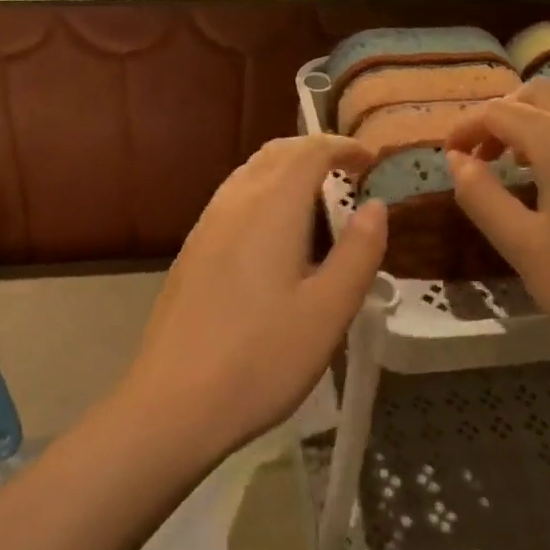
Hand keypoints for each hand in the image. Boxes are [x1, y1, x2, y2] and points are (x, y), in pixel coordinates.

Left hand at [119, 135, 388, 457]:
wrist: (173, 402)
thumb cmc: (262, 357)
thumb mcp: (329, 310)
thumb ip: (358, 252)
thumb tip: (375, 207)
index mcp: (271, 206)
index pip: (309, 150)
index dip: (342, 147)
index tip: (370, 160)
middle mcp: (234, 201)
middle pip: (275, 153)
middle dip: (313, 151)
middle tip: (348, 172)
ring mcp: (206, 225)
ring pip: (250, 173)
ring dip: (286, 171)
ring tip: (318, 200)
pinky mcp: (191, 250)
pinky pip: (233, 199)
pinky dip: (263, 193)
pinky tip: (275, 236)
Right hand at [444, 80, 549, 378]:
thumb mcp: (520, 244)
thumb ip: (480, 195)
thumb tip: (458, 161)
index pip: (499, 113)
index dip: (466, 127)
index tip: (450, 155)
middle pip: (540, 94)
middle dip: (503, 116)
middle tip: (484, 156)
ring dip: (544, 116)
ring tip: (529, 159)